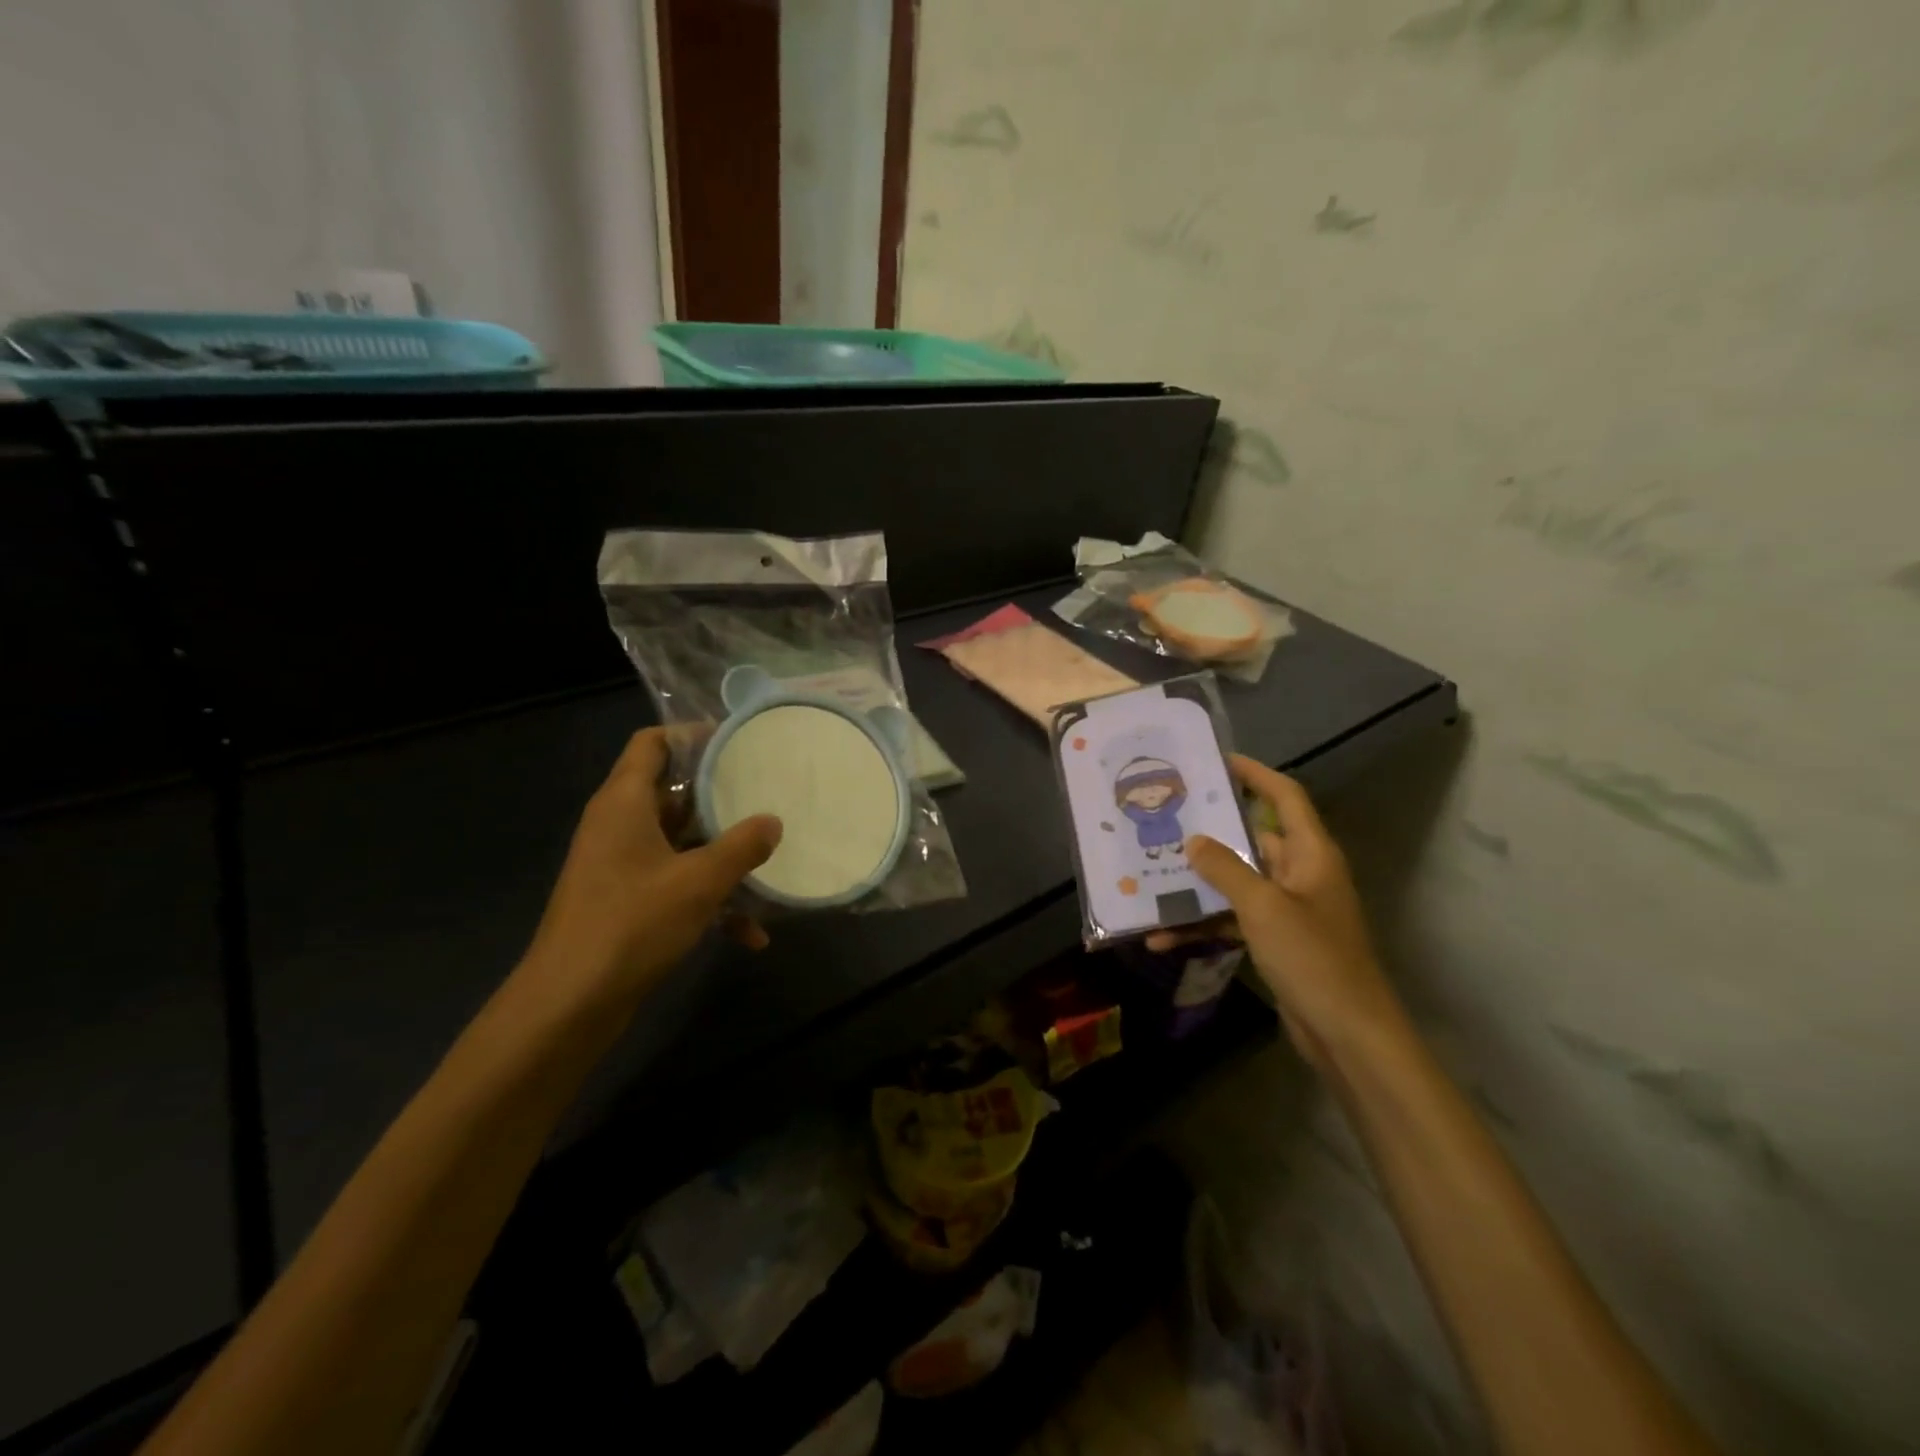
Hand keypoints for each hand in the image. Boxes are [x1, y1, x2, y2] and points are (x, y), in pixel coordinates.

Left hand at [518, 727, 781, 1012]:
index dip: (691, 734)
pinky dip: (708, 900)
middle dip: (720, 797)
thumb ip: (742, 846)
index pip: (652, 743)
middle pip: (672, 792)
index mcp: (624, 802)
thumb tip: (773, 822)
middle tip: (766, 794)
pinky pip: (675, 884)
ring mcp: (621, 866)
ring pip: (680, 843)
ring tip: (767, 859)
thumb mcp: (700, 881)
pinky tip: (749, 934)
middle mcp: (618, 825)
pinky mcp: (626, 902)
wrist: (570, 1004)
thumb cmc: (632, 924)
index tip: (737, 741)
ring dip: (721, 855)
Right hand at [1147, 755, 1404, 1067]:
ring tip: (1152, 872)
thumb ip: (1226, 870)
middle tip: (1167, 818)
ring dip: (1198, 884)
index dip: (1256, 774)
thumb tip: (1194, 840)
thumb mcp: (1263, 907)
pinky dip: (1203, 925)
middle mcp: (1300, 874)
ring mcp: (1287, 909)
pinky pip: (1233, 920)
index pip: (1285, 797)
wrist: (1348, 1034)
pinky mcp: (1276, 940)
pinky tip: (1163, 937)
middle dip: (1211, 831)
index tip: (1218, 759)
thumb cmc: (1313, 958)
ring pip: (1236, 882)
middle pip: (1253, 839)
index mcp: (1310, 855)